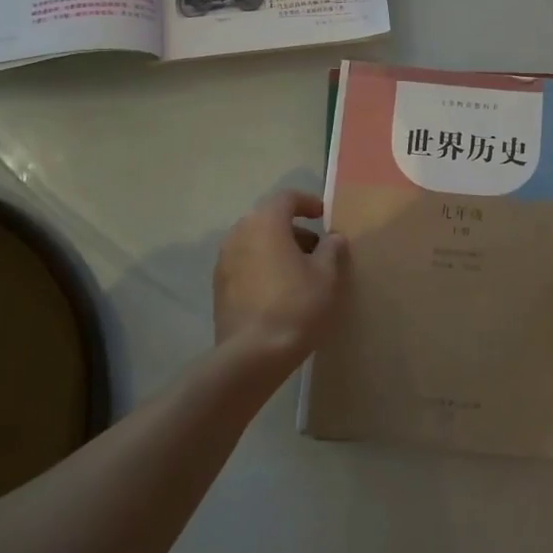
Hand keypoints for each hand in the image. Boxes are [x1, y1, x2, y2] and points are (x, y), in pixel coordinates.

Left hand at [213, 190, 348, 379]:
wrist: (253, 354)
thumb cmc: (296, 305)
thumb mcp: (326, 276)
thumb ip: (332, 249)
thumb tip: (333, 238)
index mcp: (265, 223)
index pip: (286, 198)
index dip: (308, 202)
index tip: (325, 216)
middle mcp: (239, 233)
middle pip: (268, 219)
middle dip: (294, 229)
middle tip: (317, 248)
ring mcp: (224, 260)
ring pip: (255, 243)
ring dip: (278, 249)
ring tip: (302, 272)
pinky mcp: (219, 286)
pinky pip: (245, 264)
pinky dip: (263, 267)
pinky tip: (280, 291)